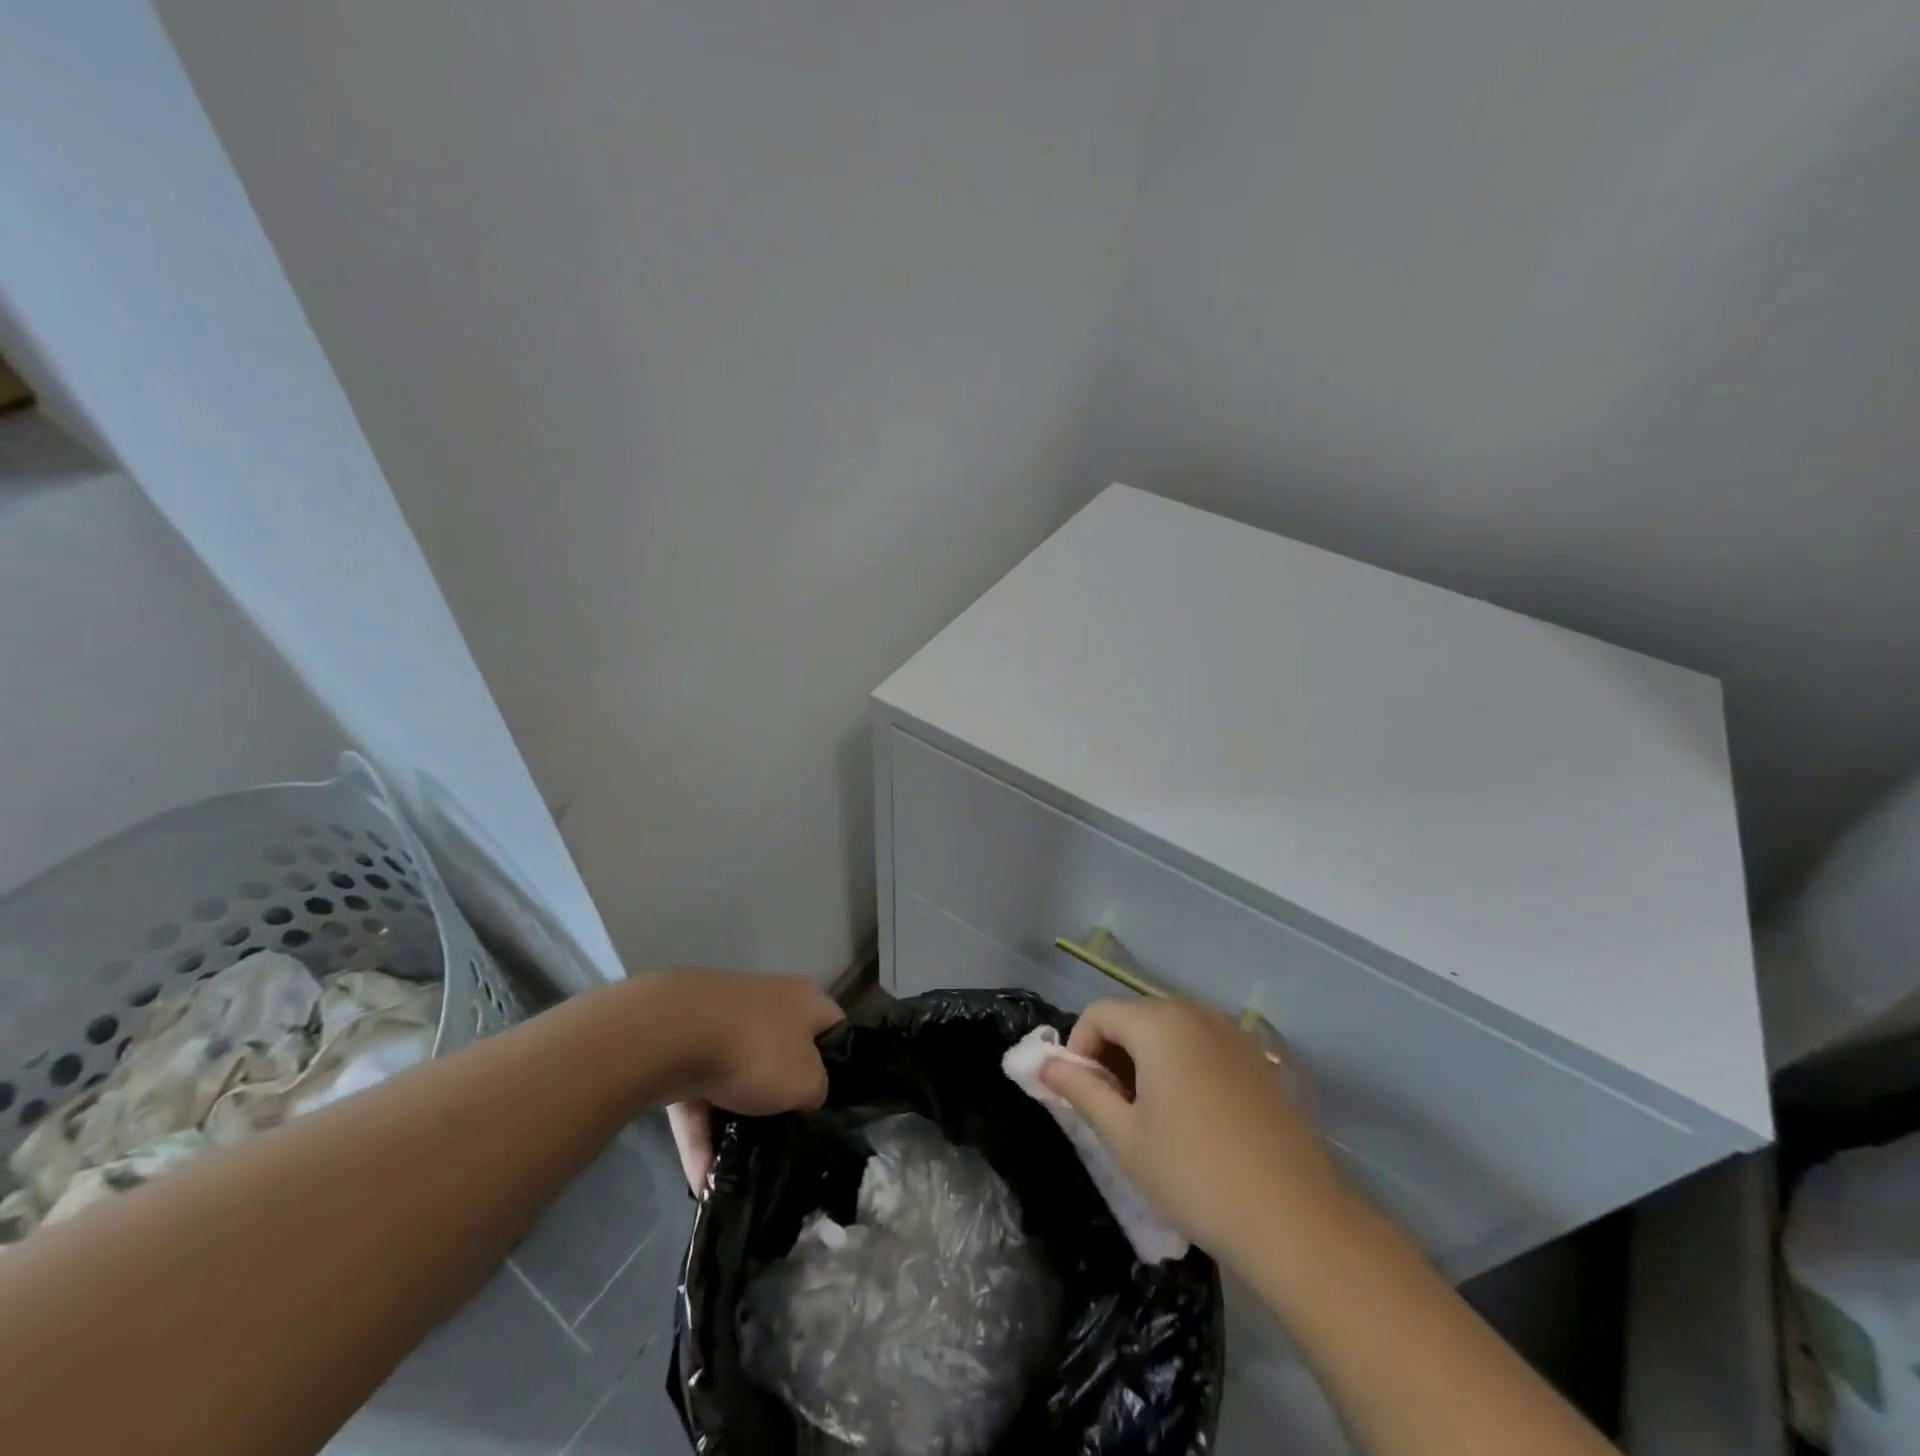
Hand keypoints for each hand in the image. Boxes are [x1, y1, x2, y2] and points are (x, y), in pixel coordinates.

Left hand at [644, 970, 843, 1192]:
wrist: (672, 1035)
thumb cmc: (758, 1051)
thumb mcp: (807, 1082)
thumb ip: (816, 1091)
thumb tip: (804, 1096)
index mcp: (805, 1000)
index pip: (834, 1027)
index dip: (839, 1063)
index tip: (833, 1103)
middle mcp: (767, 1002)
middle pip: (782, 1054)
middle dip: (779, 1098)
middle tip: (785, 1139)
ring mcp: (720, 1021)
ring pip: (735, 1079)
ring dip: (733, 1125)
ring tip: (735, 1174)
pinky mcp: (680, 1045)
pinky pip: (697, 1096)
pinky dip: (700, 1133)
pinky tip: (701, 1179)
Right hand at [1039, 997, 1349, 1269]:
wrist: (1297, 1219)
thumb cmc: (1195, 1175)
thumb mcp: (1124, 1136)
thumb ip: (1080, 1090)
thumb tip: (1043, 1064)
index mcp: (1159, 1023)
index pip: (1099, 1014)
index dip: (1078, 1049)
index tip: (1082, 1096)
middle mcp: (1197, 1012)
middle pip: (1136, 1016)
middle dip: (1112, 1053)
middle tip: (1112, 1109)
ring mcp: (1234, 1033)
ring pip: (1171, 1031)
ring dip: (1147, 1060)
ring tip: (1150, 1115)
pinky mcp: (1260, 1059)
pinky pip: (1204, 1045)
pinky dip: (1183, 1065)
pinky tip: (1193, 1117)